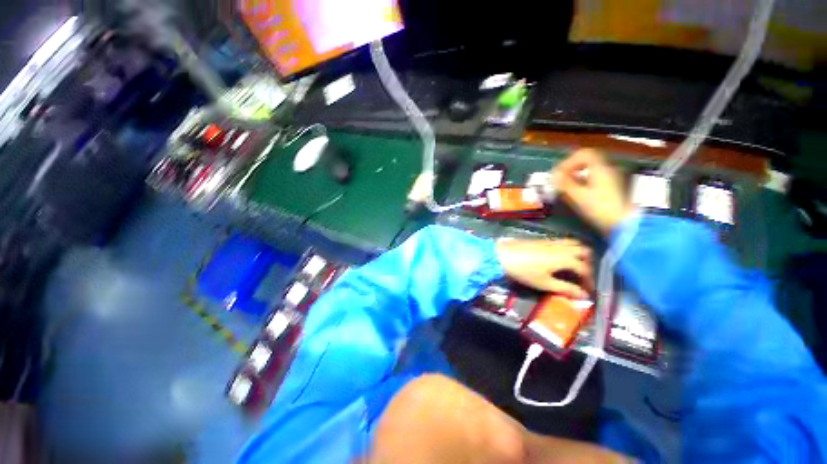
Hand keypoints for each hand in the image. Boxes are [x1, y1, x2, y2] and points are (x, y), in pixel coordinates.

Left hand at [496, 238, 592, 298]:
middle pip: (584, 252)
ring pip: (574, 243)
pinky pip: (563, 241)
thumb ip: (565, 288)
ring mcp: (552, 241)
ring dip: (579, 254)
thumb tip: (584, 296)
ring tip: (574, 267)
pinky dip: (568, 248)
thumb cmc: (524, 271)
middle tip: (583, 277)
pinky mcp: (543, 239)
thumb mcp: (544, 283)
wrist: (503, 254)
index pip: (585, 269)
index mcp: (566, 258)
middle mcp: (563, 247)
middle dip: (588, 264)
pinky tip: (560, 258)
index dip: (589, 281)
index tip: (588, 291)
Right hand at [552, 149, 631, 235]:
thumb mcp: (578, 196)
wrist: (621, 223)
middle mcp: (606, 170)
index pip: (583, 154)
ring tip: (563, 187)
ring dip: (573, 175)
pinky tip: (573, 192)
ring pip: (588, 170)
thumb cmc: (599, 208)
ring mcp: (608, 179)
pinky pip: (591, 178)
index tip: (557, 173)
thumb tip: (553, 176)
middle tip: (558, 179)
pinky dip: (580, 181)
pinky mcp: (608, 188)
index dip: (568, 161)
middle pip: (585, 160)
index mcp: (600, 169)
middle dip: (569, 168)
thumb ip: (565, 184)